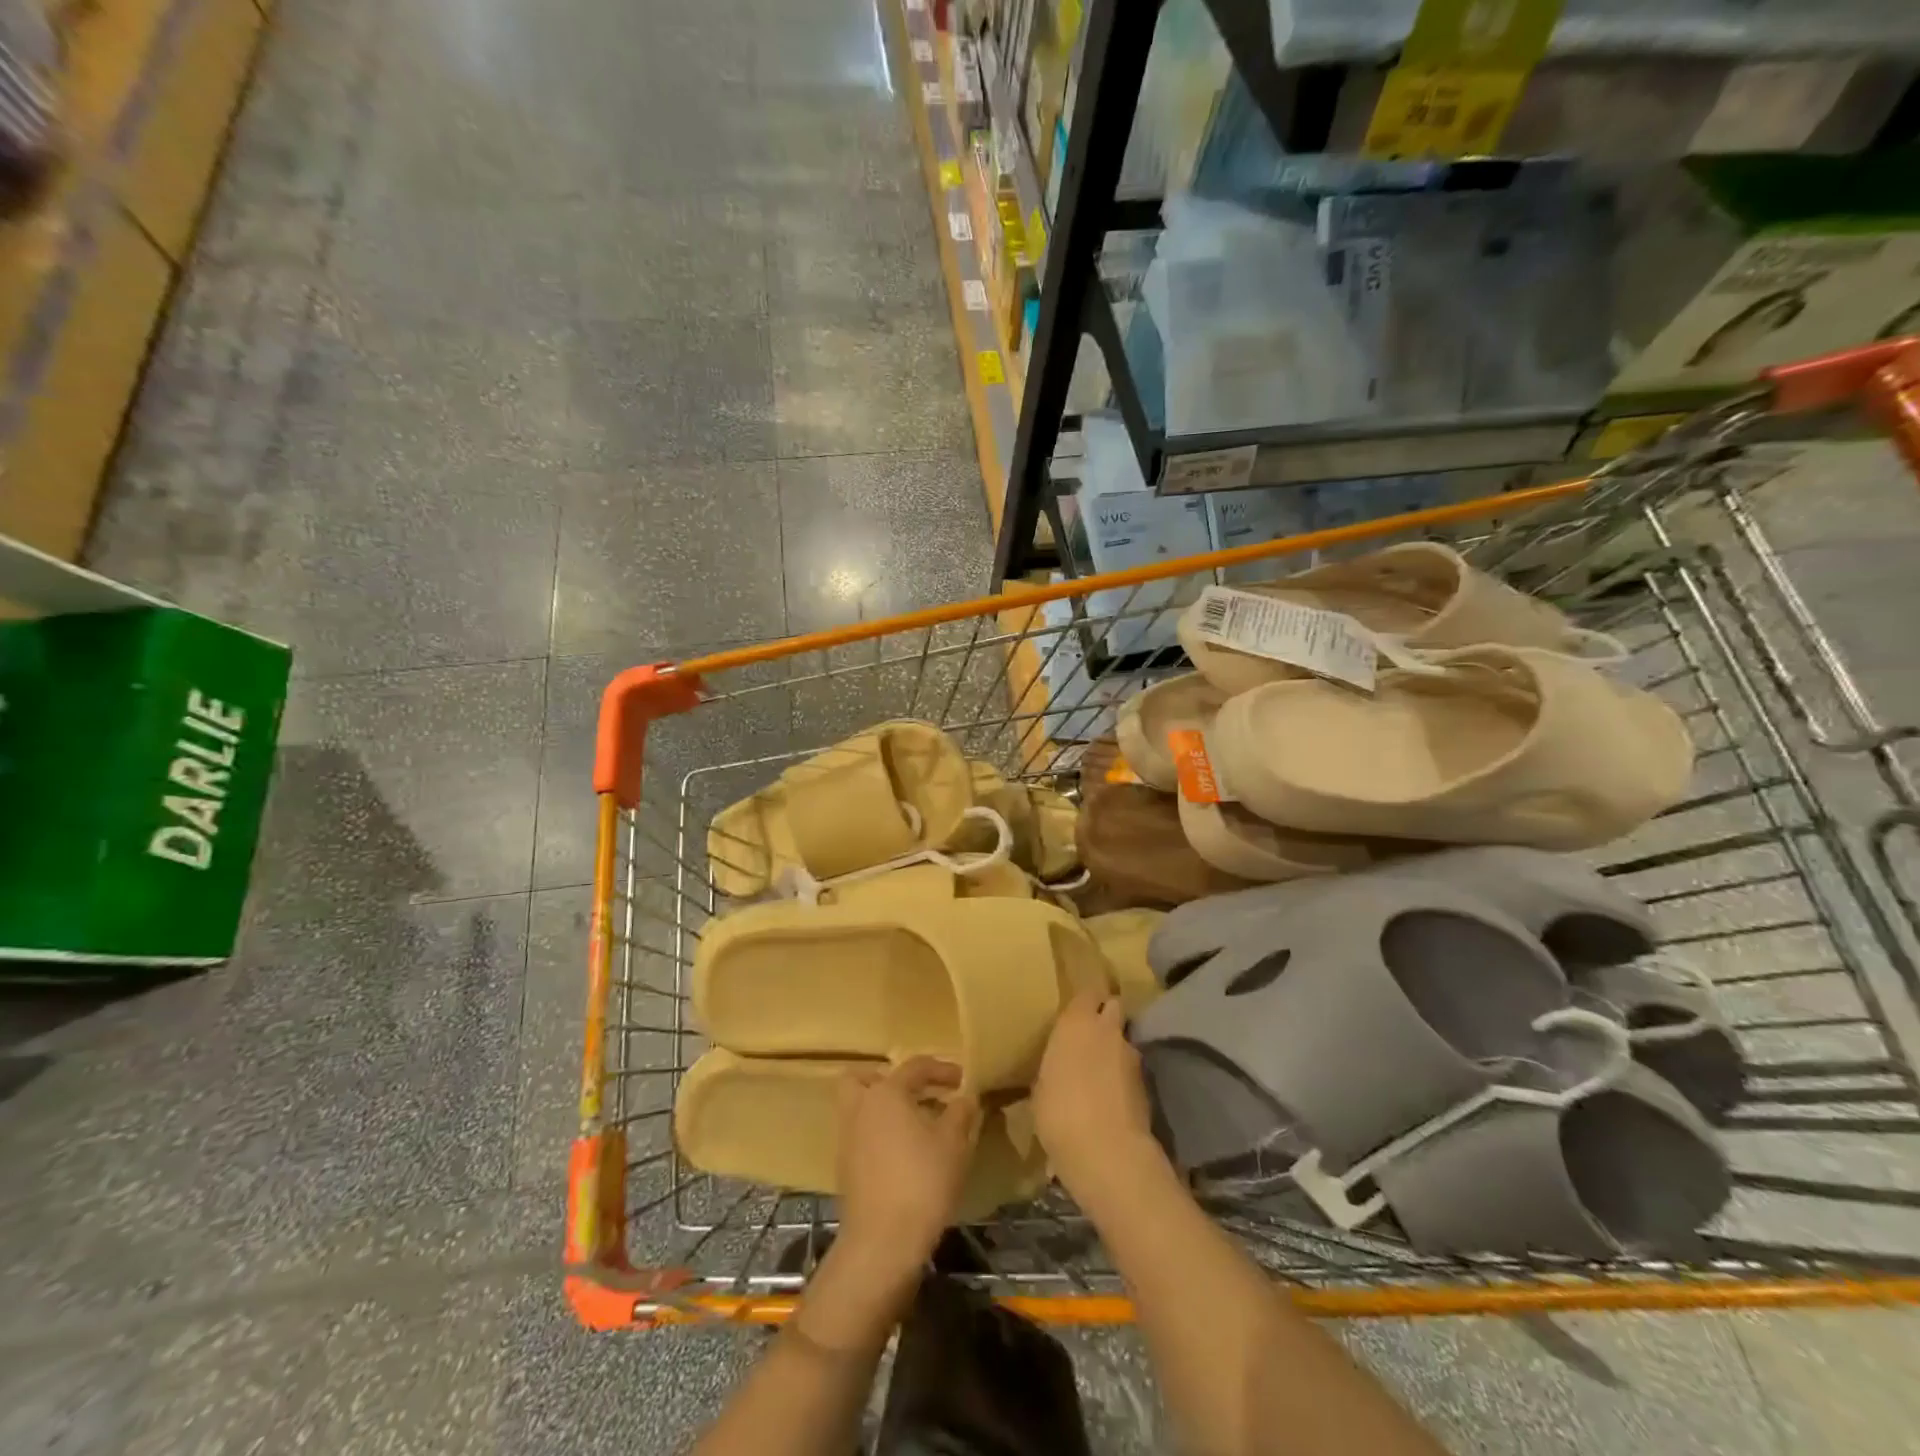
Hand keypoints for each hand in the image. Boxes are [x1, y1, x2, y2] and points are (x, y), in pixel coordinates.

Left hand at [835, 1057, 981, 1279]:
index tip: (962, 1080)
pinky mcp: (845, 1169)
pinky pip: (860, 1136)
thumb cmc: (922, 1181)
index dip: (942, 1069)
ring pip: (859, 1108)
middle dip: (888, 1080)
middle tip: (916, 1094)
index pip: (915, 1067)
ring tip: (915, 1125)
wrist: (883, 1243)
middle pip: (864, 1078)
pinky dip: (878, 1135)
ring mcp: (847, 1139)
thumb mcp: (954, 1143)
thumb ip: (960, 1112)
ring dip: (882, 1109)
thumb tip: (965, 1097)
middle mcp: (860, 1108)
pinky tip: (903, 1154)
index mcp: (886, 1092)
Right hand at [1033, 991, 1160, 1199]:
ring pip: (1123, 1040)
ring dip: (1114, 1050)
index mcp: (1076, 1022)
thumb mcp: (1041, 1088)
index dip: (1083, 1001)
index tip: (1074, 1010)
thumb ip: (1054, 1066)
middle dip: (1104, 1017)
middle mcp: (1107, 1029)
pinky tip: (1111, 1098)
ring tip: (1099, 1074)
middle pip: (1112, 1007)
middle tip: (1088, 1037)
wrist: (1108, 1152)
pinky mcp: (1147, 1083)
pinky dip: (1122, 1078)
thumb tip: (1060, 1068)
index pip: (1087, 992)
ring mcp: (1131, 1055)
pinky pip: (1130, 1070)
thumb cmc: (1059, 1113)